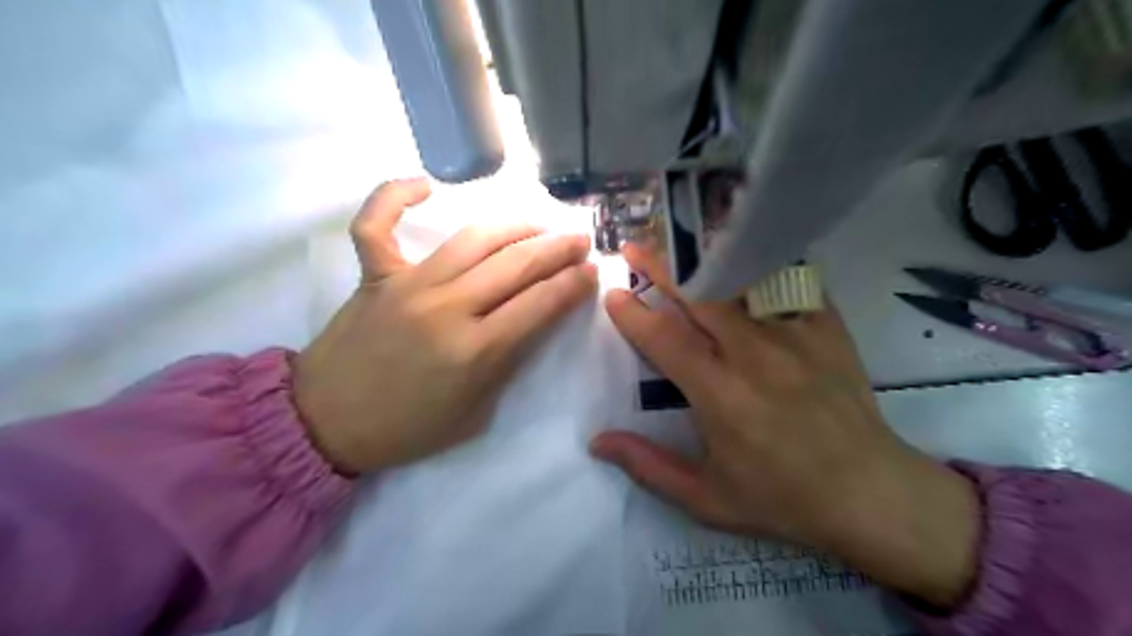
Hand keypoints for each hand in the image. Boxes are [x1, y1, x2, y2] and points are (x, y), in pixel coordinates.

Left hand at [292, 178, 595, 472]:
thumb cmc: (408, 428)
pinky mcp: (374, 275)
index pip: (540, 304)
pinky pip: (377, 224)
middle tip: (579, 240)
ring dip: (514, 226)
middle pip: (516, 265)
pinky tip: (425, 185)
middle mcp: (446, 308)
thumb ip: (507, 365)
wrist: (328, 423)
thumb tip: (532, 322)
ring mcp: (407, 285)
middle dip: (558, 249)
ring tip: (538, 225)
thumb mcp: (475, 414)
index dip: (573, 285)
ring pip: (472, 239)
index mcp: (475, 352)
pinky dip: (395, 196)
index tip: (591, 272)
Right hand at [593, 243, 982, 610]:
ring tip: (679, 246)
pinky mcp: (826, 327)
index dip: (633, 314)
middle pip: (698, 295)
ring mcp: (795, 334)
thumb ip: (648, 466)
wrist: (869, 493)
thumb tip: (597, 442)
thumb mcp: (706, 499)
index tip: (613, 295)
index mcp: (720, 394)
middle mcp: (754, 353)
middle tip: (633, 247)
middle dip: (660, 267)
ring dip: (703, 261)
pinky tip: (746, 251)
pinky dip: (762, 264)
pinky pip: (789, 282)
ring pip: (740, 281)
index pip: (664, 339)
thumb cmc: (781, 499)